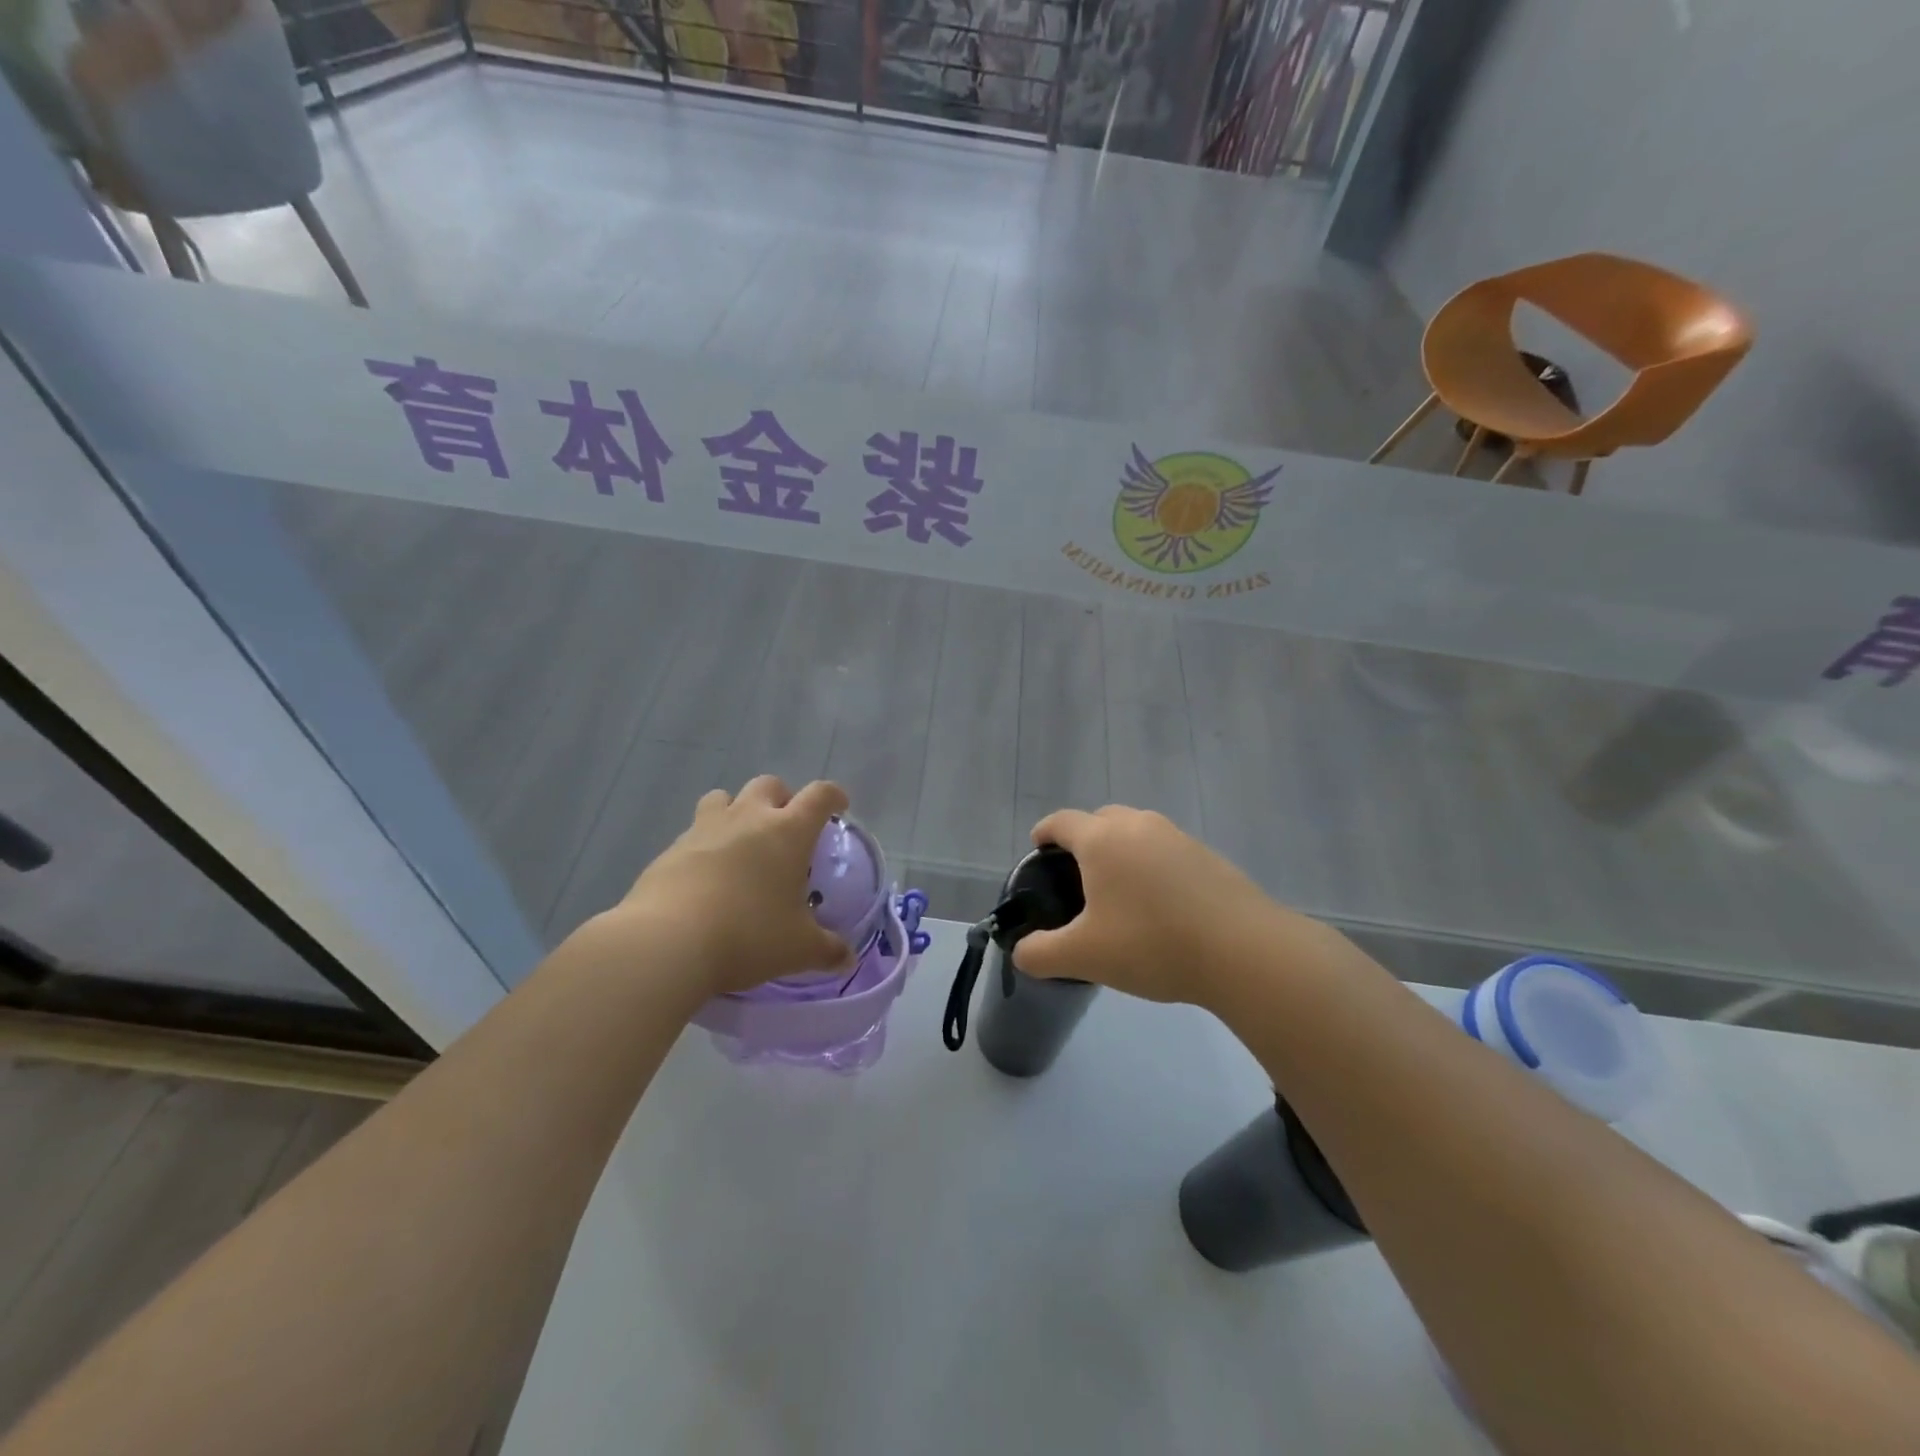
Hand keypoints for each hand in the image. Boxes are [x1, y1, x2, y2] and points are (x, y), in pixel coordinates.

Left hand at [614, 776, 855, 996]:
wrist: (667, 943)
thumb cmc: (748, 936)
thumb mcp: (798, 949)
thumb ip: (827, 950)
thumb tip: (847, 959)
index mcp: (788, 832)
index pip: (819, 796)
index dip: (833, 796)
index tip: (839, 807)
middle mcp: (748, 818)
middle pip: (769, 785)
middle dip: (782, 799)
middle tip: (787, 829)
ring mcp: (705, 829)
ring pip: (724, 798)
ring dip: (737, 810)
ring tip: (741, 842)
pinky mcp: (671, 849)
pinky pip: (694, 832)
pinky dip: (706, 843)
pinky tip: (707, 876)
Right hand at [1011, 806, 1307, 1008]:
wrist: (1243, 951)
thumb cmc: (1151, 944)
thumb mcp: (1084, 957)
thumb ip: (1041, 954)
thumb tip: (1022, 953)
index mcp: (1102, 840)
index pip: (1061, 822)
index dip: (1044, 832)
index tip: (1038, 849)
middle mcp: (1139, 826)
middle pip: (1101, 819)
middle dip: (1084, 839)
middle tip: (1078, 876)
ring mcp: (1178, 838)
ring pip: (1138, 833)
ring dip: (1122, 851)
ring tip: (1120, 891)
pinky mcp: (1209, 856)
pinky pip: (1167, 851)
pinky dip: (1154, 866)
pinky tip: (1161, 905)